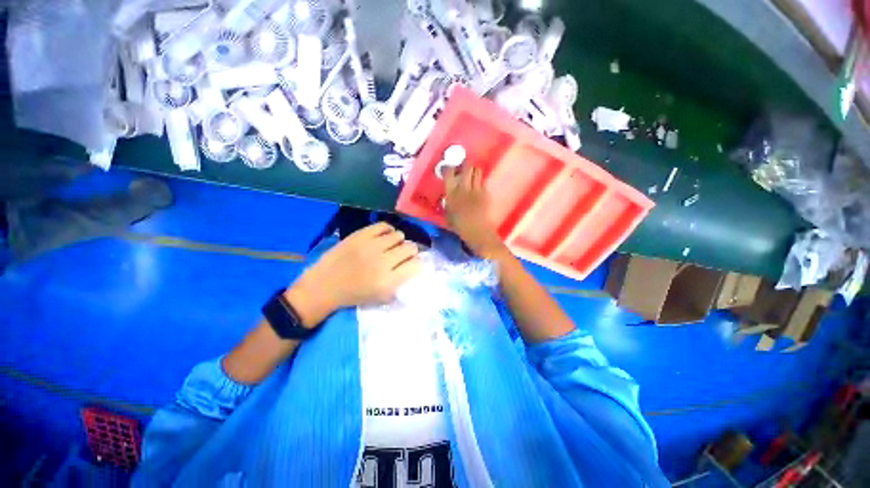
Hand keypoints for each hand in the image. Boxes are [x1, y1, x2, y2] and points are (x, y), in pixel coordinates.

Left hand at [286, 223, 421, 324]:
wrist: (325, 285)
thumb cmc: (354, 295)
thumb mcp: (381, 298)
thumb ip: (401, 285)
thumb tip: (415, 268)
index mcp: (389, 281)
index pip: (416, 265)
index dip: (417, 263)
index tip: (413, 264)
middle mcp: (383, 262)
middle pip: (410, 248)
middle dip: (411, 251)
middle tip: (403, 254)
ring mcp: (371, 246)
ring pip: (399, 235)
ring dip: (399, 241)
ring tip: (392, 245)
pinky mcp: (360, 235)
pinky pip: (384, 226)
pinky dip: (388, 230)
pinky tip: (384, 236)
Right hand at [443, 166, 507, 258]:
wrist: (477, 231)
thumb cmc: (459, 226)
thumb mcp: (448, 214)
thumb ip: (447, 202)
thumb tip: (448, 196)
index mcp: (451, 193)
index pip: (449, 172)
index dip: (448, 167)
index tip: (448, 168)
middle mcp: (463, 188)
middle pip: (466, 167)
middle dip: (465, 164)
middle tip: (463, 168)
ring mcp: (476, 189)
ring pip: (477, 171)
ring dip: (474, 170)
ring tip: (472, 175)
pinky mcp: (485, 193)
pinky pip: (482, 182)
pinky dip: (480, 182)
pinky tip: (478, 188)